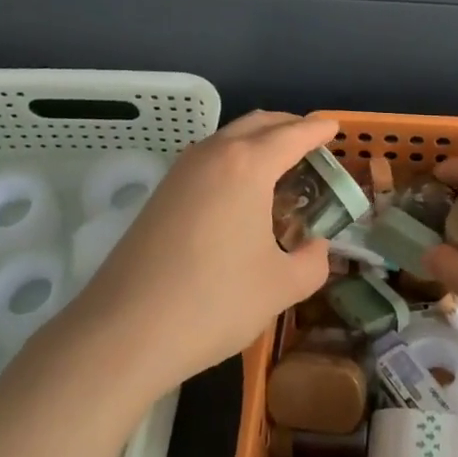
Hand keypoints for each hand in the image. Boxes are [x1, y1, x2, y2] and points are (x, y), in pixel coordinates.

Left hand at [67, 111, 335, 390]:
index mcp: (248, 165)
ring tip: (279, 169)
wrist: (122, 332)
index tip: (334, 128)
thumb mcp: (281, 288)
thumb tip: (316, 247)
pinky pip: (209, 159)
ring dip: (258, 142)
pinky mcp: (161, 193)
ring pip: (229, 138)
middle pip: (259, 123)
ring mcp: (182, 171)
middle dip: (288, 127)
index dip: (318, 130)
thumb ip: (313, 262)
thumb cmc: (213, 302)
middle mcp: (214, 154)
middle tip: (311, 145)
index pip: (293, 134)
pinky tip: (240, 194)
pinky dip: (234, 160)